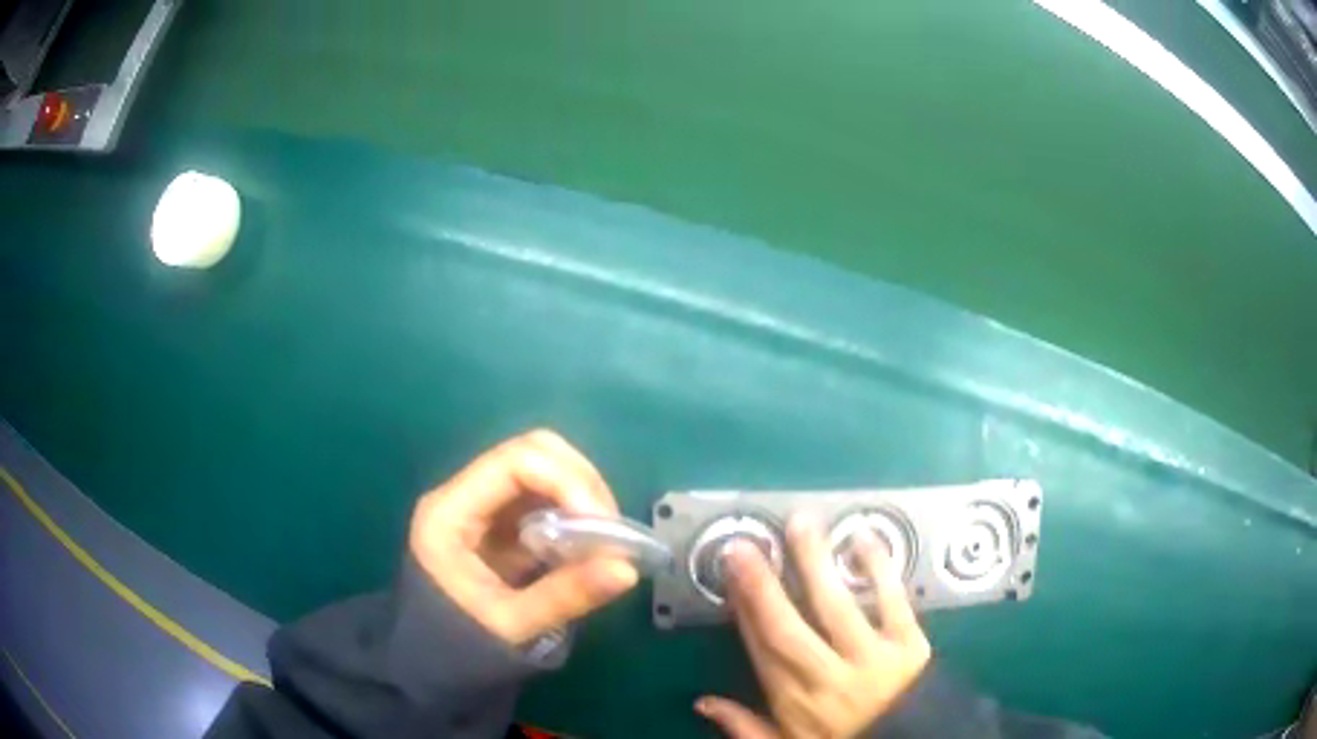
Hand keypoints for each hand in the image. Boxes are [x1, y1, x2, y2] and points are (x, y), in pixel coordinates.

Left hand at [408, 430, 638, 645]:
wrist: (430, 660)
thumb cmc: (459, 644)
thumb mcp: (510, 626)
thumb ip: (565, 596)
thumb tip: (628, 569)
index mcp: (450, 511)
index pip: (514, 462)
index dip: (567, 481)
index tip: (603, 525)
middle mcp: (464, 495)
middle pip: (531, 452)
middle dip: (580, 483)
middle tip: (611, 531)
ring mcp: (483, 505)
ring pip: (543, 470)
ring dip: (583, 497)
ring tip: (605, 543)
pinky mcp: (501, 522)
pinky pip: (545, 500)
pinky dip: (575, 515)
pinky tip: (588, 548)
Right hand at [697, 515, 931, 738]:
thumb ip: (745, 728)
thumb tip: (702, 702)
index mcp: (794, 700)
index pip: (762, 649)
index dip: (743, 610)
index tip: (730, 575)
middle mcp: (827, 676)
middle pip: (788, 627)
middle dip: (762, 586)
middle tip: (744, 545)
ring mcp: (870, 656)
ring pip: (836, 607)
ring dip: (815, 564)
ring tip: (800, 523)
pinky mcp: (909, 642)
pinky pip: (892, 602)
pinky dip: (879, 570)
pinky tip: (863, 540)